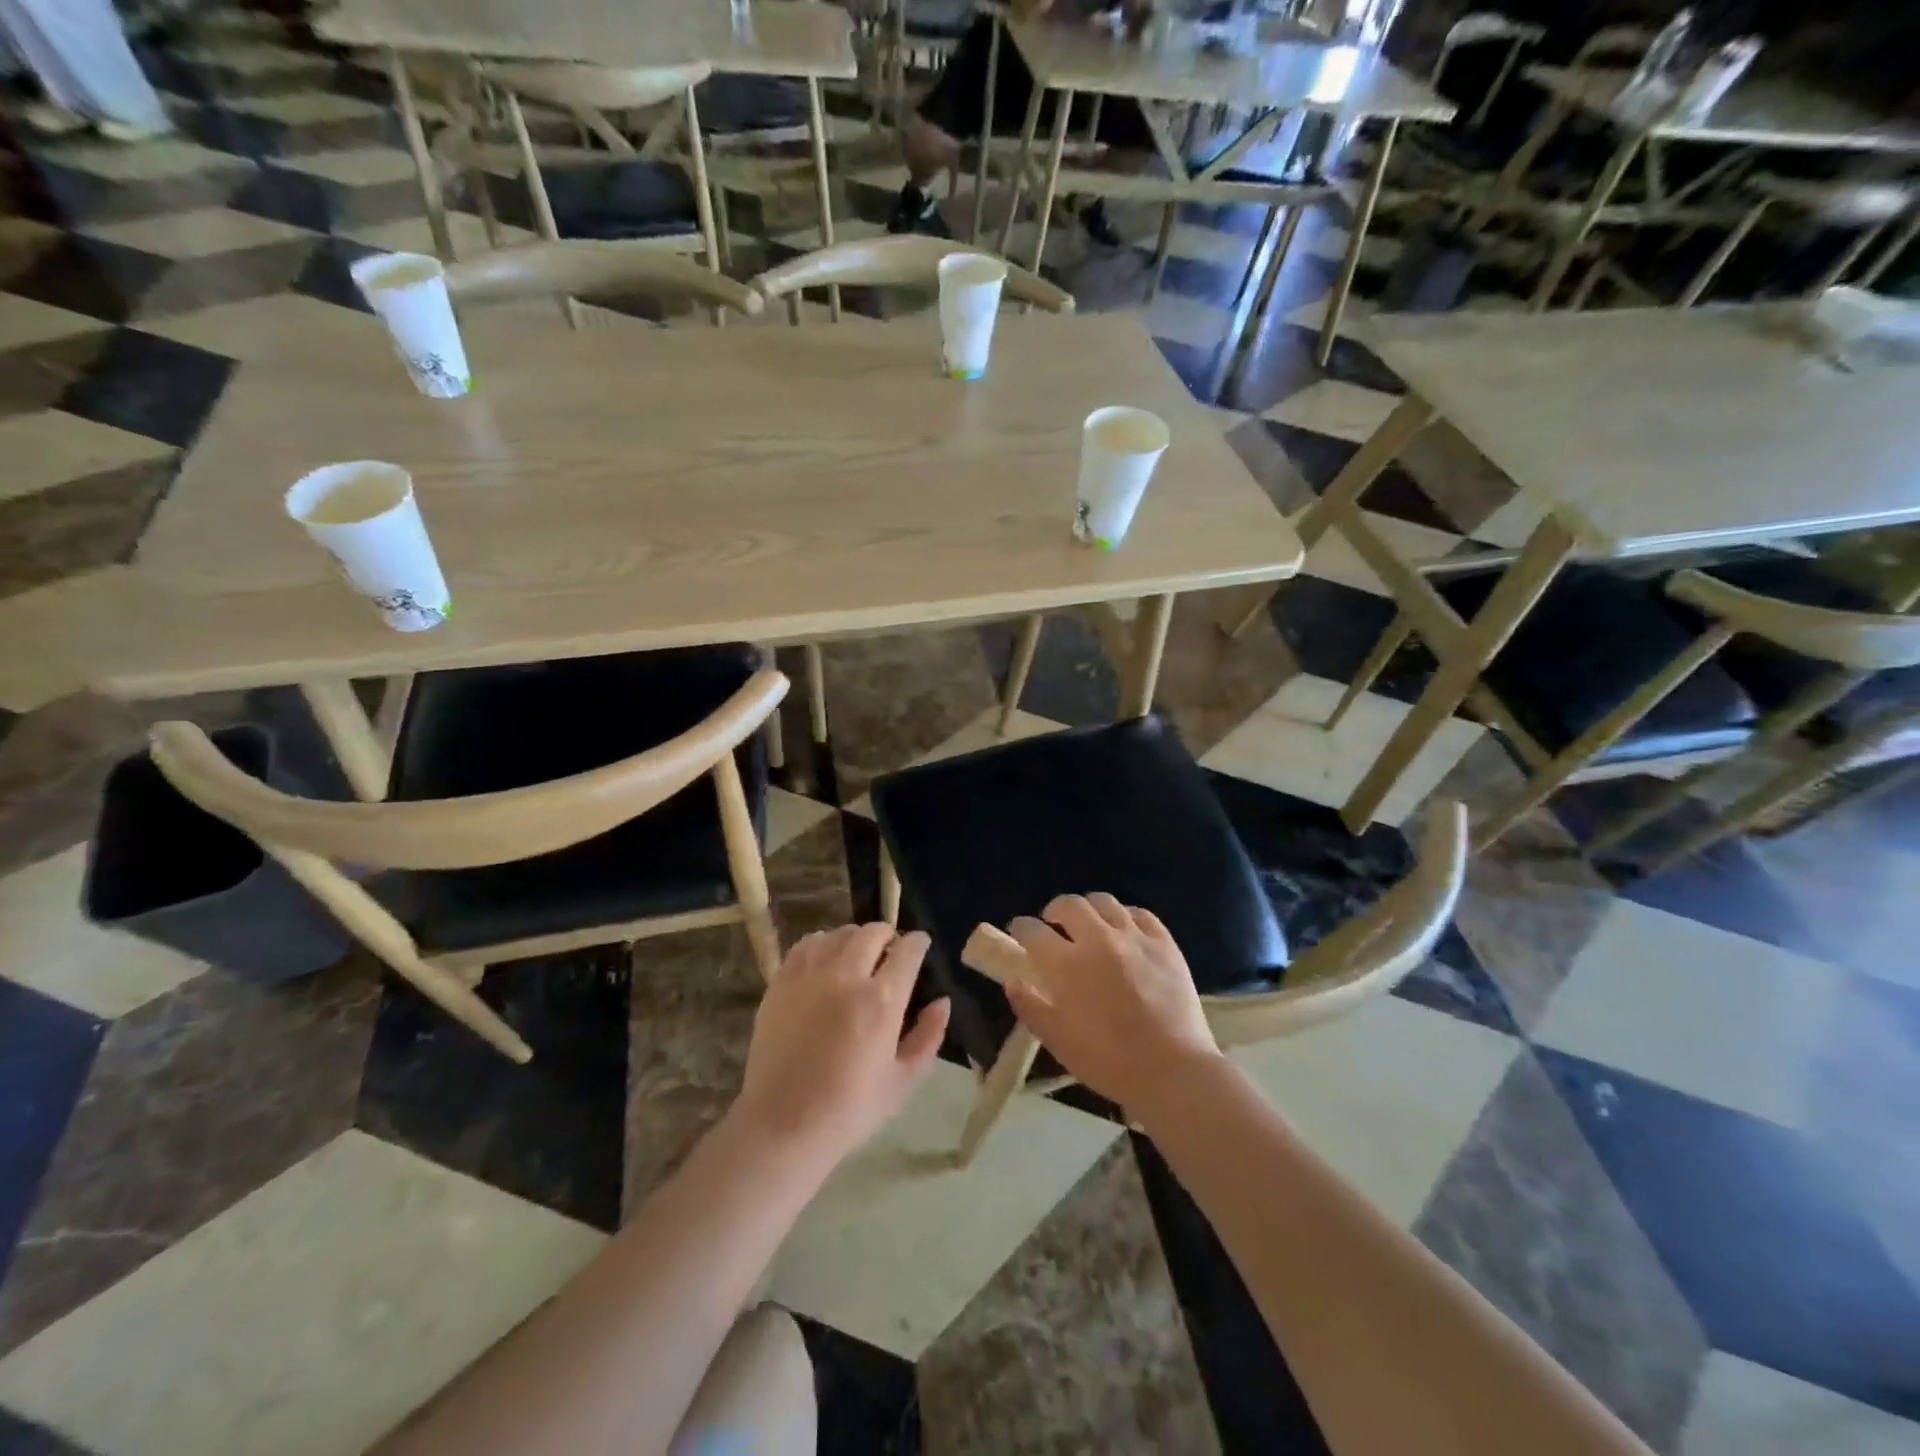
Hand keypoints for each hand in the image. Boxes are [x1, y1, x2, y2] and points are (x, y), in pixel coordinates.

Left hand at [732, 925, 950, 1167]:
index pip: (907, 950)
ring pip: (839, 934)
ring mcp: (810, 976)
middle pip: (873, 932)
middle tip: (890, 951)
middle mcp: (846, 977)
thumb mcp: (902, 1081)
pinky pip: (806, 946)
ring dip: (855, 939)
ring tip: (856, 955)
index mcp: (882, 1001)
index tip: (920, 946)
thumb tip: (942, 1002)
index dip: (918, 943)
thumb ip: (928, 1037)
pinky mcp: (781, 982)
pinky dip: (821, 944)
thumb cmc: (849, 1109)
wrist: (782, 1126)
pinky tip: (824, 960)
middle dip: (888, 935)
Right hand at [1004, 894, 1223, 1115]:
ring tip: (1089, 925)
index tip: (1019, 933)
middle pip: (1069, 904)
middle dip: (1054, 910)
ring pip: (1104, 902)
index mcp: (1067, 965)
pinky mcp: (1164, 942)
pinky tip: (1124, 931)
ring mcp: (1134, 937)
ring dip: (1089, 909)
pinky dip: (1124, 916)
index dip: (1021, 928)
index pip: (1033, 931)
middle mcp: (1098, 940)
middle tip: (1054, 926)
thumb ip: (1030, 1006)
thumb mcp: (1058, 1041)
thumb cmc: (1109, 1061)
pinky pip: (1139, 913)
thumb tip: (1012, 979)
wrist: (1173, 1071)